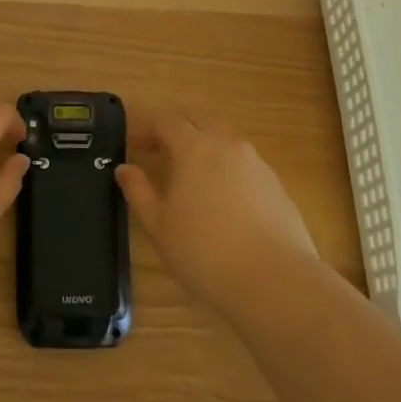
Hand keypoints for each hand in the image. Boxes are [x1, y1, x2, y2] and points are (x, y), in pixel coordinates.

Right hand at [116, 110, 318, 313]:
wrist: (276, 281)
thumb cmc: (205, 252)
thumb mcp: (159, 225)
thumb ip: (138, 191)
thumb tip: (124, 169)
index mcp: (195, 147)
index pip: (166, 120)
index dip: (146, 127)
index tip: (134, 144)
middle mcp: (227, 144)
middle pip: (198, 120)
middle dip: (176, 128)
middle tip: (159, 149)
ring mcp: (256, 163)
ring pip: (224, 138)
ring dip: (203, 144)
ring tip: (191, 172)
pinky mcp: (276, 184)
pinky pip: (244, 162)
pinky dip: (226, 166)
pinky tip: (223, 196)